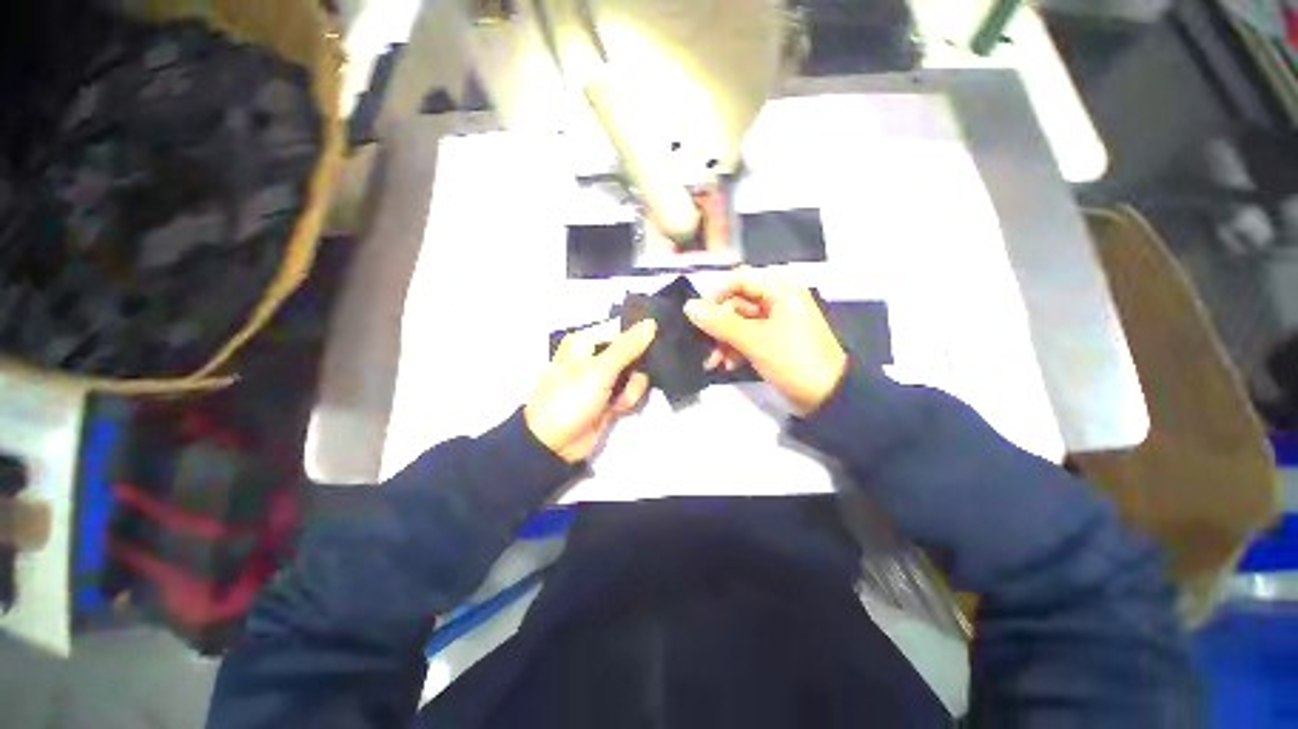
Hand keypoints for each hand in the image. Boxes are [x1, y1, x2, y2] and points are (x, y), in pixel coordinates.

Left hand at [525, 320, 655, 462]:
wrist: (556, 443)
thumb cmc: (570, 399)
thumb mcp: (600, 370)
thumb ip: (627, 347)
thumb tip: (651, 323)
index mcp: (586, 342)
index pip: (621, 329)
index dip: (638, 336)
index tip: (654, 342)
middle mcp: (596, 357)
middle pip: (632, 352)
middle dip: (637, 367)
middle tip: (632, 377)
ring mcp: (604, 378)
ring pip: (635, 373)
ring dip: (633, 387)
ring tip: (620, 400)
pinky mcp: (610, 397)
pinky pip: (631, 390)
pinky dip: (629, 399)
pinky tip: (619, 408)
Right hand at [684, 270, 846, 414]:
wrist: (828, 396)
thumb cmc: (793, 360)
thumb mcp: (754, 340)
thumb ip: (720, 322)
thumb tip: (688, 306)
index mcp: (780, 289)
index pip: (738, 280)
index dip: (715, 296)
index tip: (697, 317)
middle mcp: (777, 299)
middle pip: (736, 303)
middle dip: (718, 325)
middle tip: (702, 344)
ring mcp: (776, 321)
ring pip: (739, 323)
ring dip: (723, 341)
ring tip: (712, 363)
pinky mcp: (774, 340)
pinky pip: (747, 337)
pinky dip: (735, 349)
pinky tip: (726, 366)